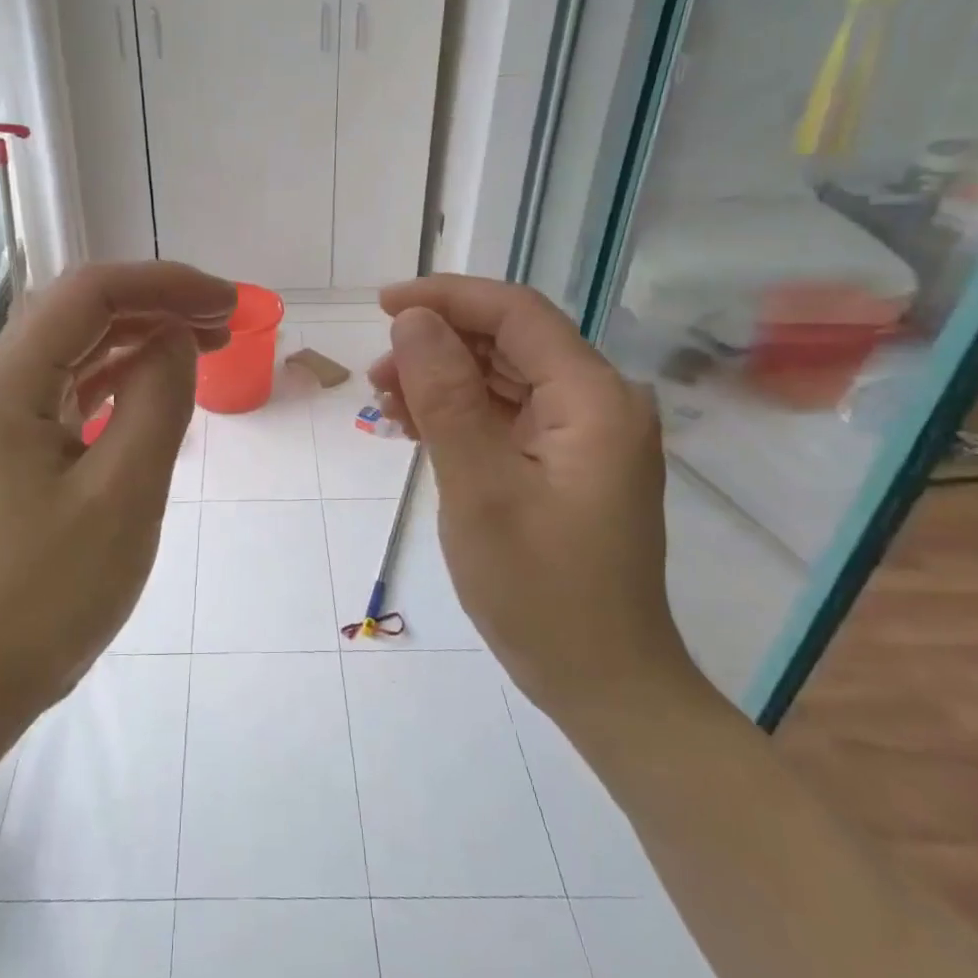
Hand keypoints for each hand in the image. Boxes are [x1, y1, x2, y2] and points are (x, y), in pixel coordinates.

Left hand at [0, 262, 234, 723]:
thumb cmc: (52, 592)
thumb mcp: (124, 493)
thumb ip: (158, 401)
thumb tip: (179, 336)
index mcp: (10, 385)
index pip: (90, 294)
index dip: (164, 284)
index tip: (227, 303)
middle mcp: (0, 386)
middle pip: (81, 312)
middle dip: (157, 303)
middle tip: (226, 320)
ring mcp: (8, 418)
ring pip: (80, 347)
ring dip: (143, 335)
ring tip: (208, 340)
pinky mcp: (22, 448)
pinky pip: (77, 389)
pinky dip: (124, 375)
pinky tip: (161, 380)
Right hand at [369, 276, 703, 731]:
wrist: (602, 680)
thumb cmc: (540, 590)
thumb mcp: (478, 488)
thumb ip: (446, 396)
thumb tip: (414, 321)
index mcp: (593, 399)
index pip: (517, 313)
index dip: (447, 297)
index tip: (383, 306)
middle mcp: (599, 404)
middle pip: (511, 343)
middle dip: (438, 345)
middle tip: (375, 374)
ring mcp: (587, 436)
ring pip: (506, 379)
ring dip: (444, 381)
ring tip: (385, 404)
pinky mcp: (569, 464)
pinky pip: (510, 417)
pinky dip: (463, 415)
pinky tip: (417, 429)